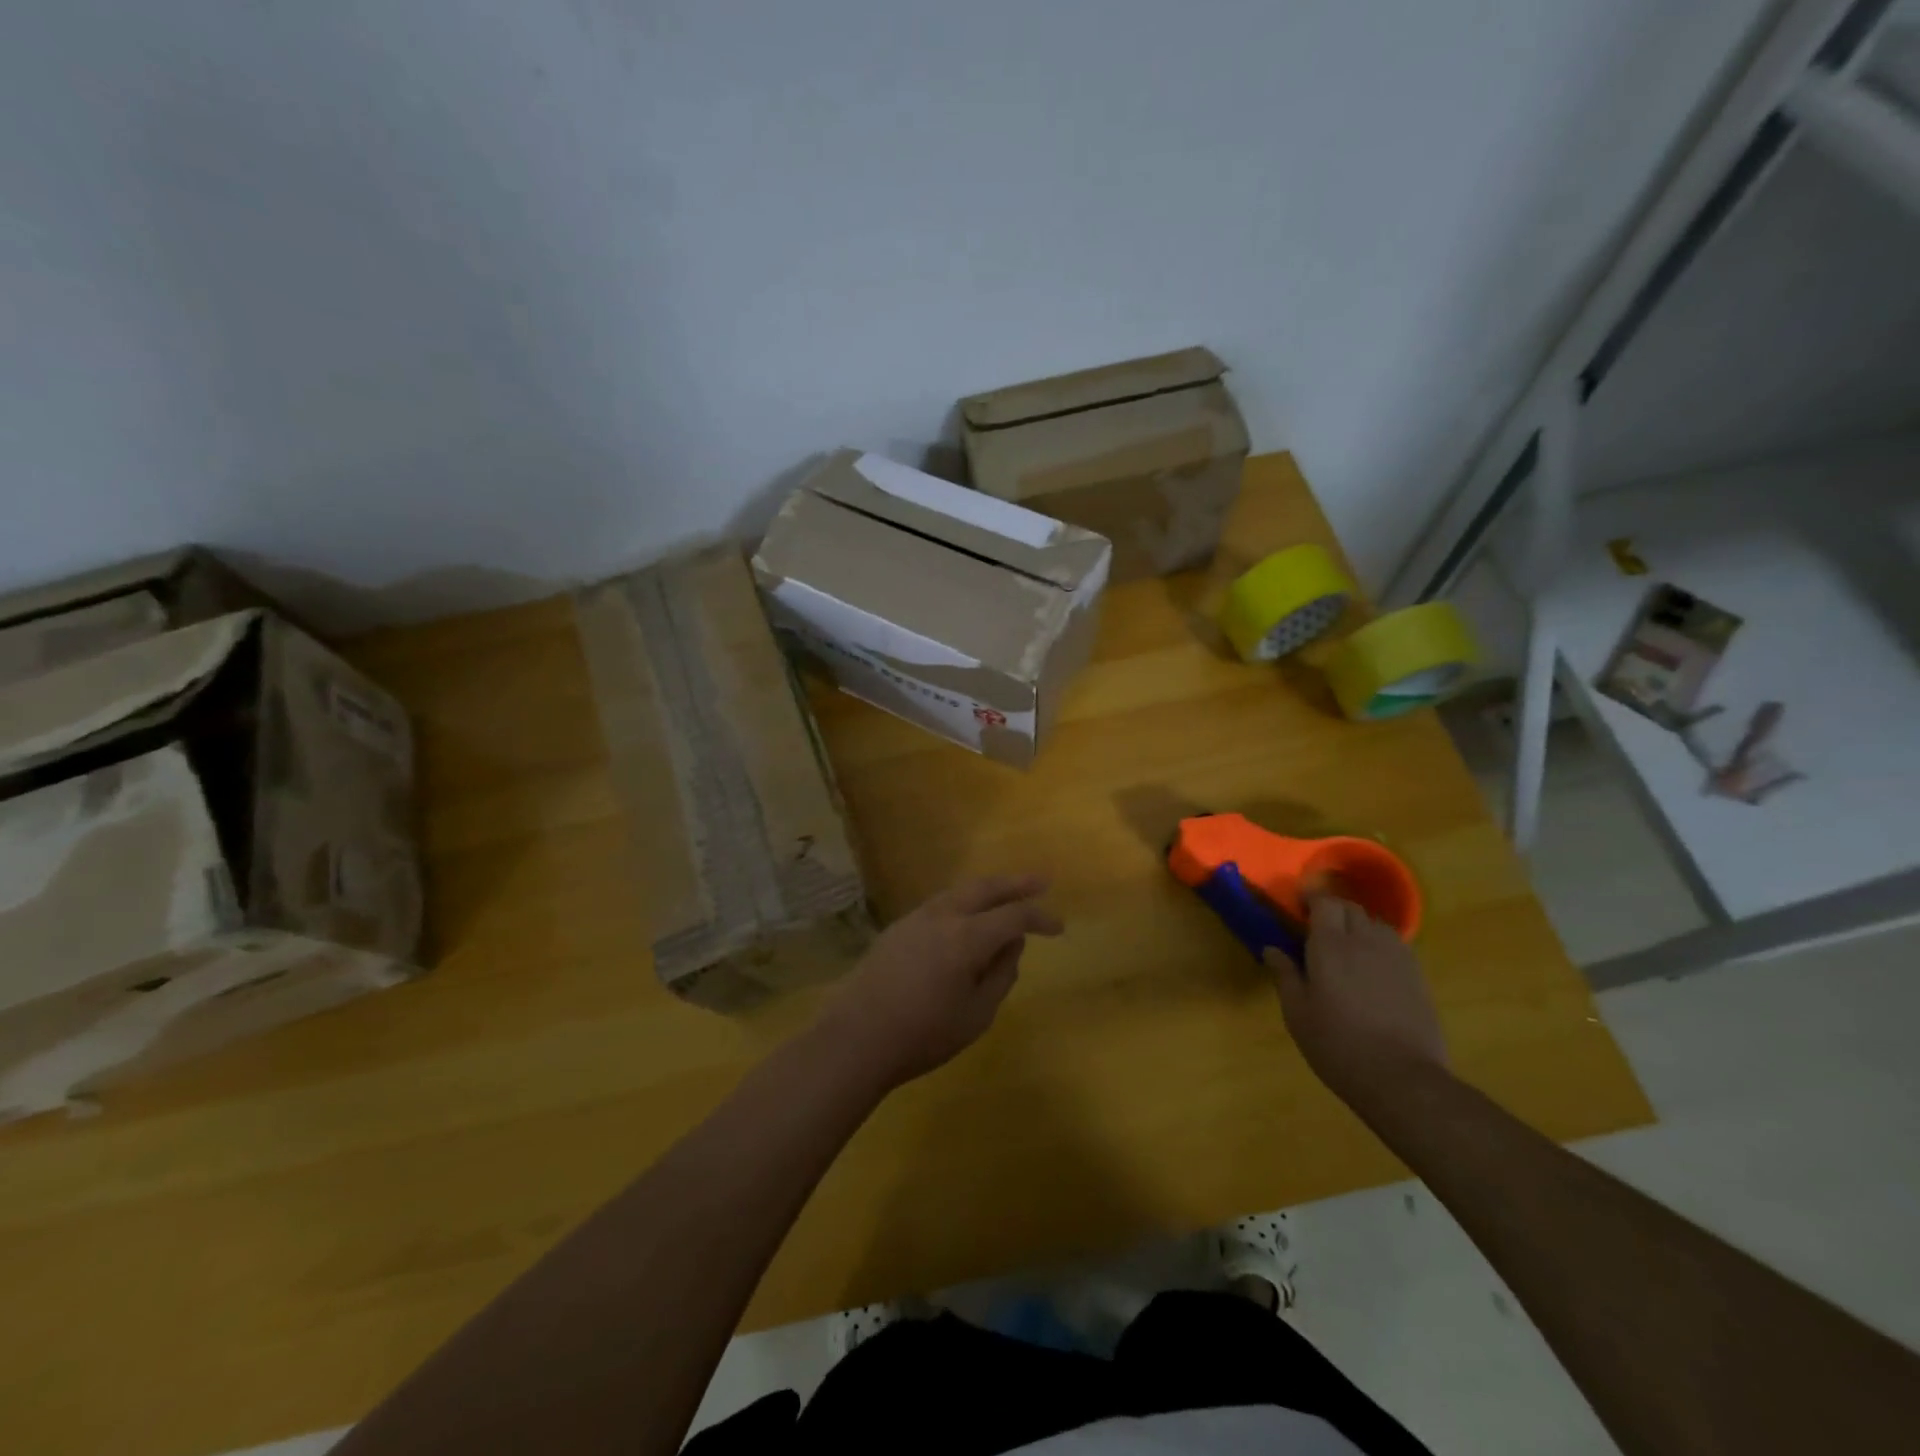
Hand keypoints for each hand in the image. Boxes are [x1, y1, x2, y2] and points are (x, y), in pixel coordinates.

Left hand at [817, 874, 1063, 1089]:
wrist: (856, 1038)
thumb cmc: (923, 1035)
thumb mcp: (976, 1015)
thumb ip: (1001, 975)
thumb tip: (1012, 945)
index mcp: (967, 937)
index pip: (1014, 916)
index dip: (1040, 918)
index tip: (1059, 927)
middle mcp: (943, 916)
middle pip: (985, 888)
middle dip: (1016, 883)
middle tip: (1041, 881)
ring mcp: (916, 918)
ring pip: (959, 892)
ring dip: (987, 890)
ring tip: (1006, 895)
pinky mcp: (898, 927)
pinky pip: (940, 904)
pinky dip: (963, 903)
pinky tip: (967, 917)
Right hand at [1267, 895, 1447, 1103]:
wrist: (1402, 1078)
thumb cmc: (1338, 1044)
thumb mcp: (1297, 1013)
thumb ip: (1284, 975)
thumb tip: (1271, 949)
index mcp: (1331, 945)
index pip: (1324, 902)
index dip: (1311, 899)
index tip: (1297, 907)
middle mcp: (1365, 941)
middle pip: (1351, 908)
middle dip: (1333, 911)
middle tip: (1316, 930)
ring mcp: (1396, 957)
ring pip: (1375, 924)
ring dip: (1358, 926)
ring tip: (1346, 947)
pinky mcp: (1417, 976)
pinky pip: (1395, 945)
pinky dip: (1378, 945)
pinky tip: (1371, 969)